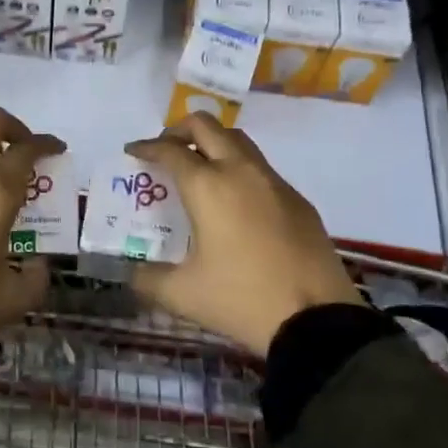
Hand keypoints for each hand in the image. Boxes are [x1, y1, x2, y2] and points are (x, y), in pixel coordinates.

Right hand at [125, 113, 360, 352]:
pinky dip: (240, 169)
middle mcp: (240, 172)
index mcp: (208, 187)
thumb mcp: (183, 294)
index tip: (133, 151)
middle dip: (180, 130)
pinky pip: (261, 168)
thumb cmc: (242, 299)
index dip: (146, 147)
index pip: (170, 151)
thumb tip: (130, 273)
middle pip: (206, 126)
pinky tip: (235, 201)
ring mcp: (274, 182)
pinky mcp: (298, 200)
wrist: (317, 321)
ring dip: (213, 143)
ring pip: (238, 140)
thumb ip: (147, 279)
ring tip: (199, 168)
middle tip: (166, 149)